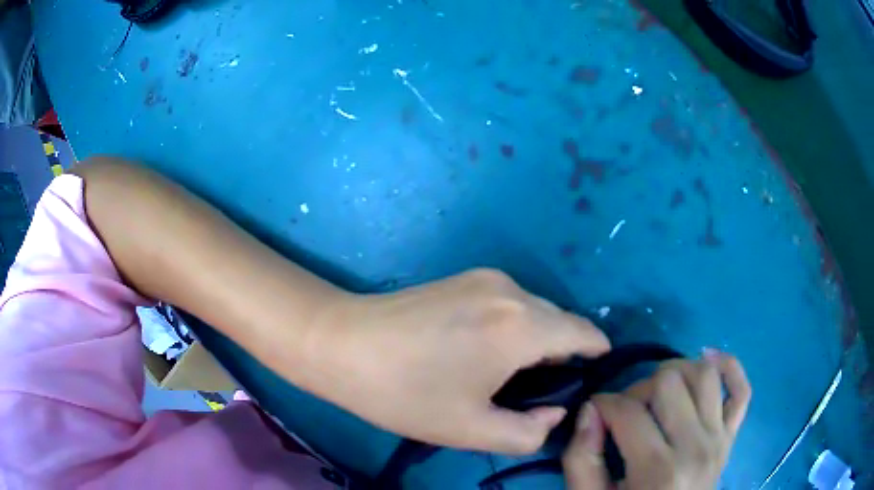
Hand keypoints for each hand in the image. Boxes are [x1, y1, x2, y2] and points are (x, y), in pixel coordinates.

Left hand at [305, 268, 610, 453]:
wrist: (341, 343)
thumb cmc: (405, 392)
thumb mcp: (471, 429)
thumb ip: (529, 431)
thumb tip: (555, 412)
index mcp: (520, 326)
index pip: (584, 332)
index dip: (597, 354)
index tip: (594, 377)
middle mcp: (511, 290)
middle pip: (560, 321)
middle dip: (562, 354)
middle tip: (539, 394)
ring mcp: (486, 277)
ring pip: (535, 310)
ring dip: (536, 341)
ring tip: (508, 377)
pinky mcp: (465, 277)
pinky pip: (510, 303)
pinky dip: (514, 327)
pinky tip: (484, 352)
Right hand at [562, 352, 750, 488]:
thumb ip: (581, 460)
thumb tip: (589, 411)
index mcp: (658, 470)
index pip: (628, 412)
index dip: (602, 403)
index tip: (593, 411)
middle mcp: (697, 446)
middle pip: (669, 382)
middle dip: (638, 388)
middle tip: (624, 410)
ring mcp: (720, 438)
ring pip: (704, 374)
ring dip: (677, 372)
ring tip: (657, 391)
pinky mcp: (731, 435)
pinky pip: (742, 389)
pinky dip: (729, 365)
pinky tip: (707, 358)